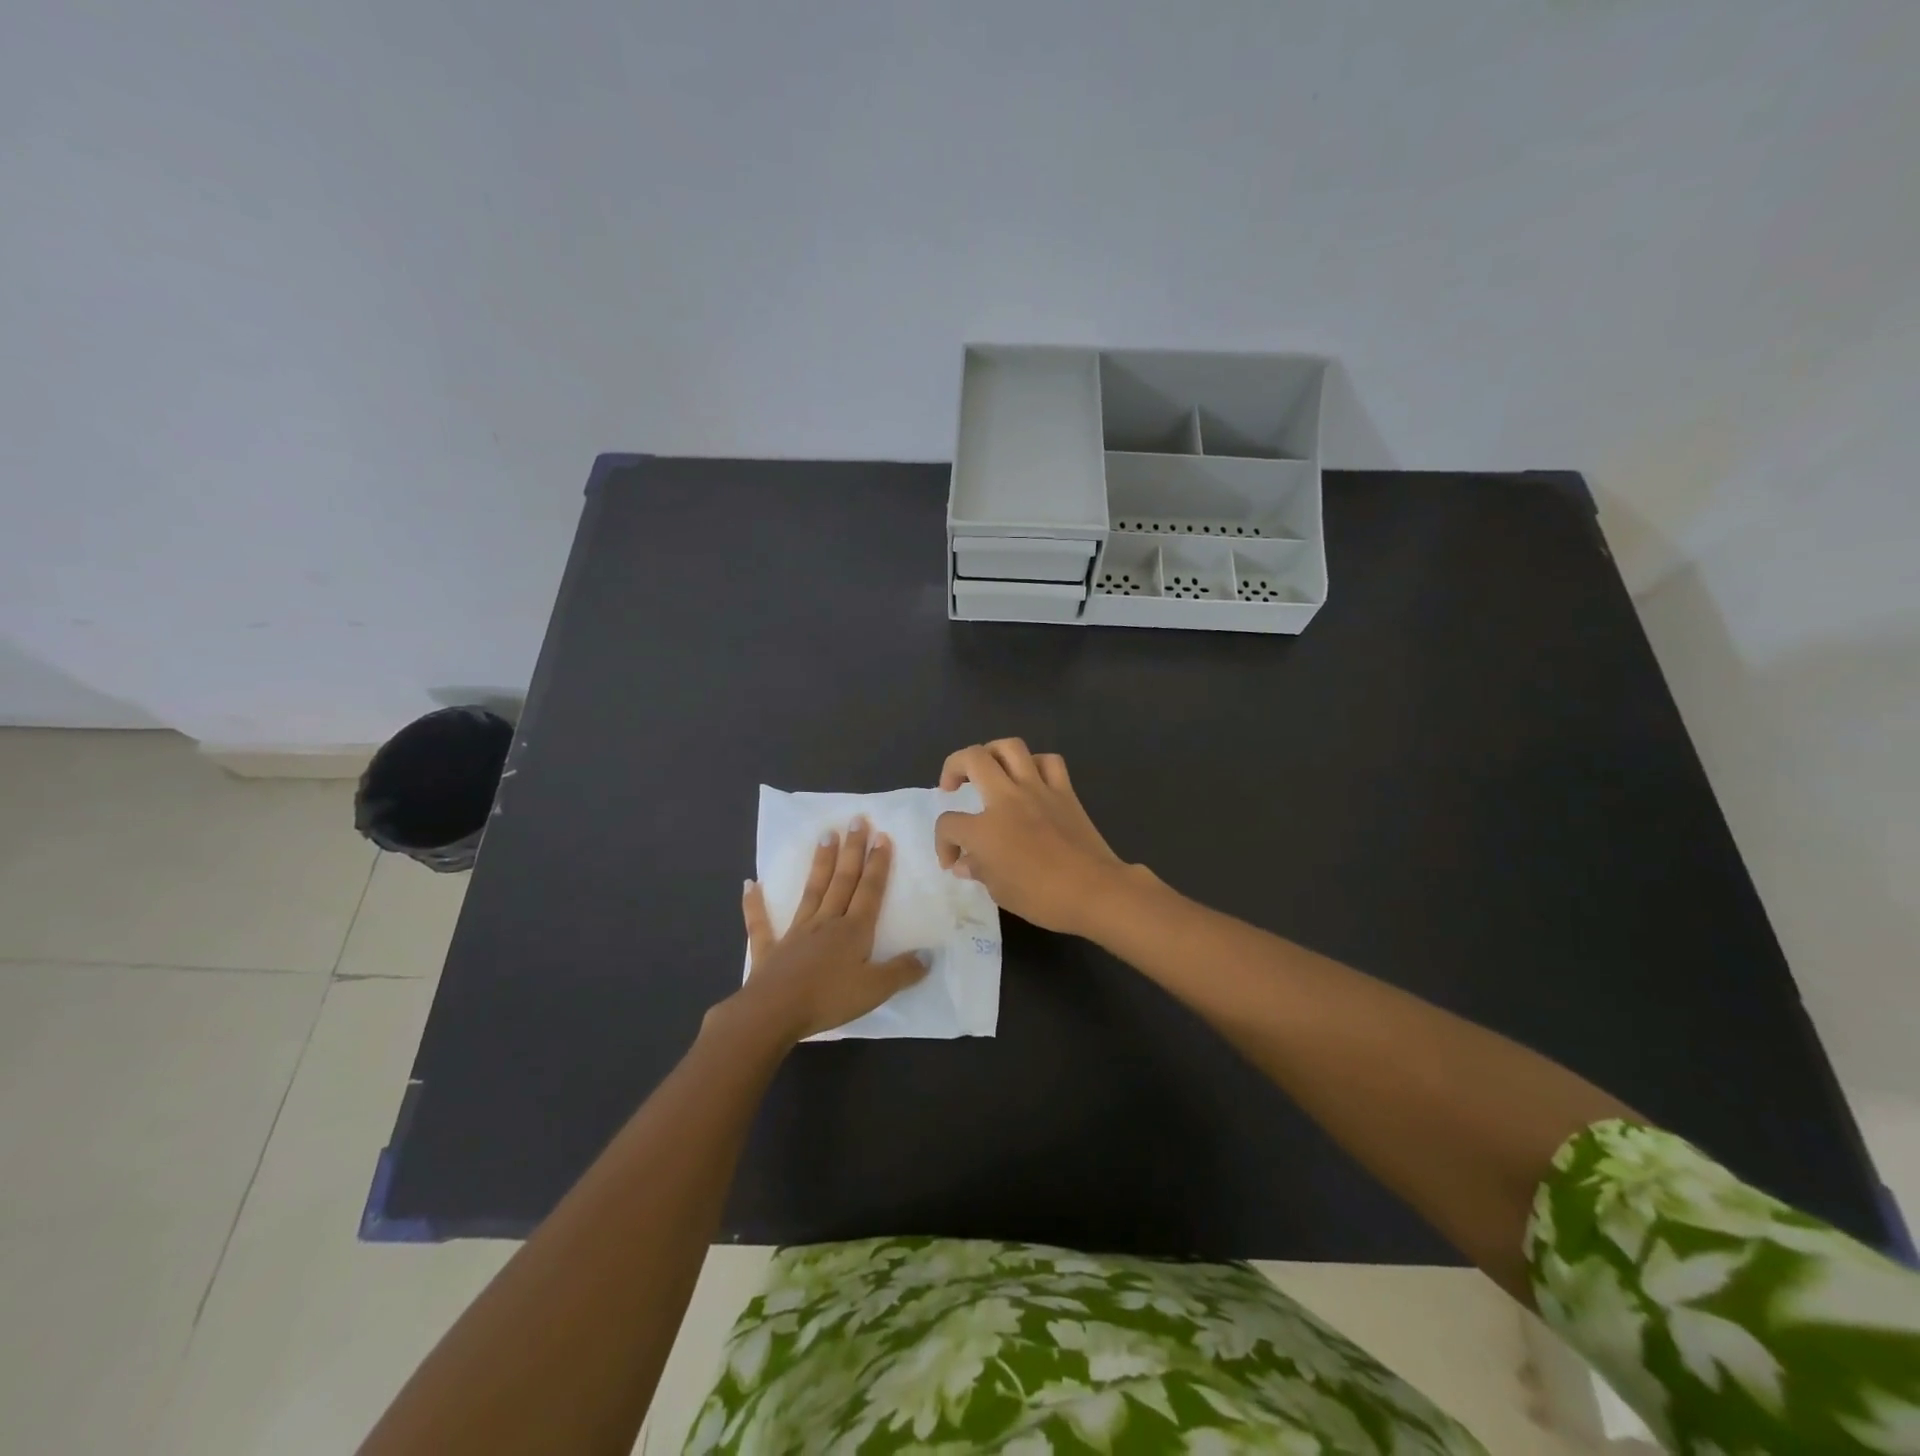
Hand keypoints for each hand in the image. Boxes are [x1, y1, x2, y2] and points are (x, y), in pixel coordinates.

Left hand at [724, 817, 929, 1044]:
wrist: (774, 1013)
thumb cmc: (829, 999)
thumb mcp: (875, 989)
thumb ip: (903, 971)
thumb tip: (929, 954)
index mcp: (853, 931)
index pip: (869, 890)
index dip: (878, 864)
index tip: (881, 836)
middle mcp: (826, 922)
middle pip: (843, 881)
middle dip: (852, 851)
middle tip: (856, 820)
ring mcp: (796, 932)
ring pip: (812, 891)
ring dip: (820, 863)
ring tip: (825, 835)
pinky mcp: (770, 949)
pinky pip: (761, 923)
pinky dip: (755, 904)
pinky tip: (750, 884)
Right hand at [935, 740, 1131, 935]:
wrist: (1095, 891)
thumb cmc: (1042, 898)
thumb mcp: (1000, 891)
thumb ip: (978, 870)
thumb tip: (965, 863)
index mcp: (984, 829)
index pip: (948, 824)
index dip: (943, 843)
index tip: (953, 861)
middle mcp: (1007, 799)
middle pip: (972, 759)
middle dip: (953, 766)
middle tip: (952, 785)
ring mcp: (1038, 790)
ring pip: (1010, 747)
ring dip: (991, 752)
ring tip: (988, 768)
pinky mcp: (1064, 791)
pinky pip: (1048, 761)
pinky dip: (1035, 763)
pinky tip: (1030, 778)